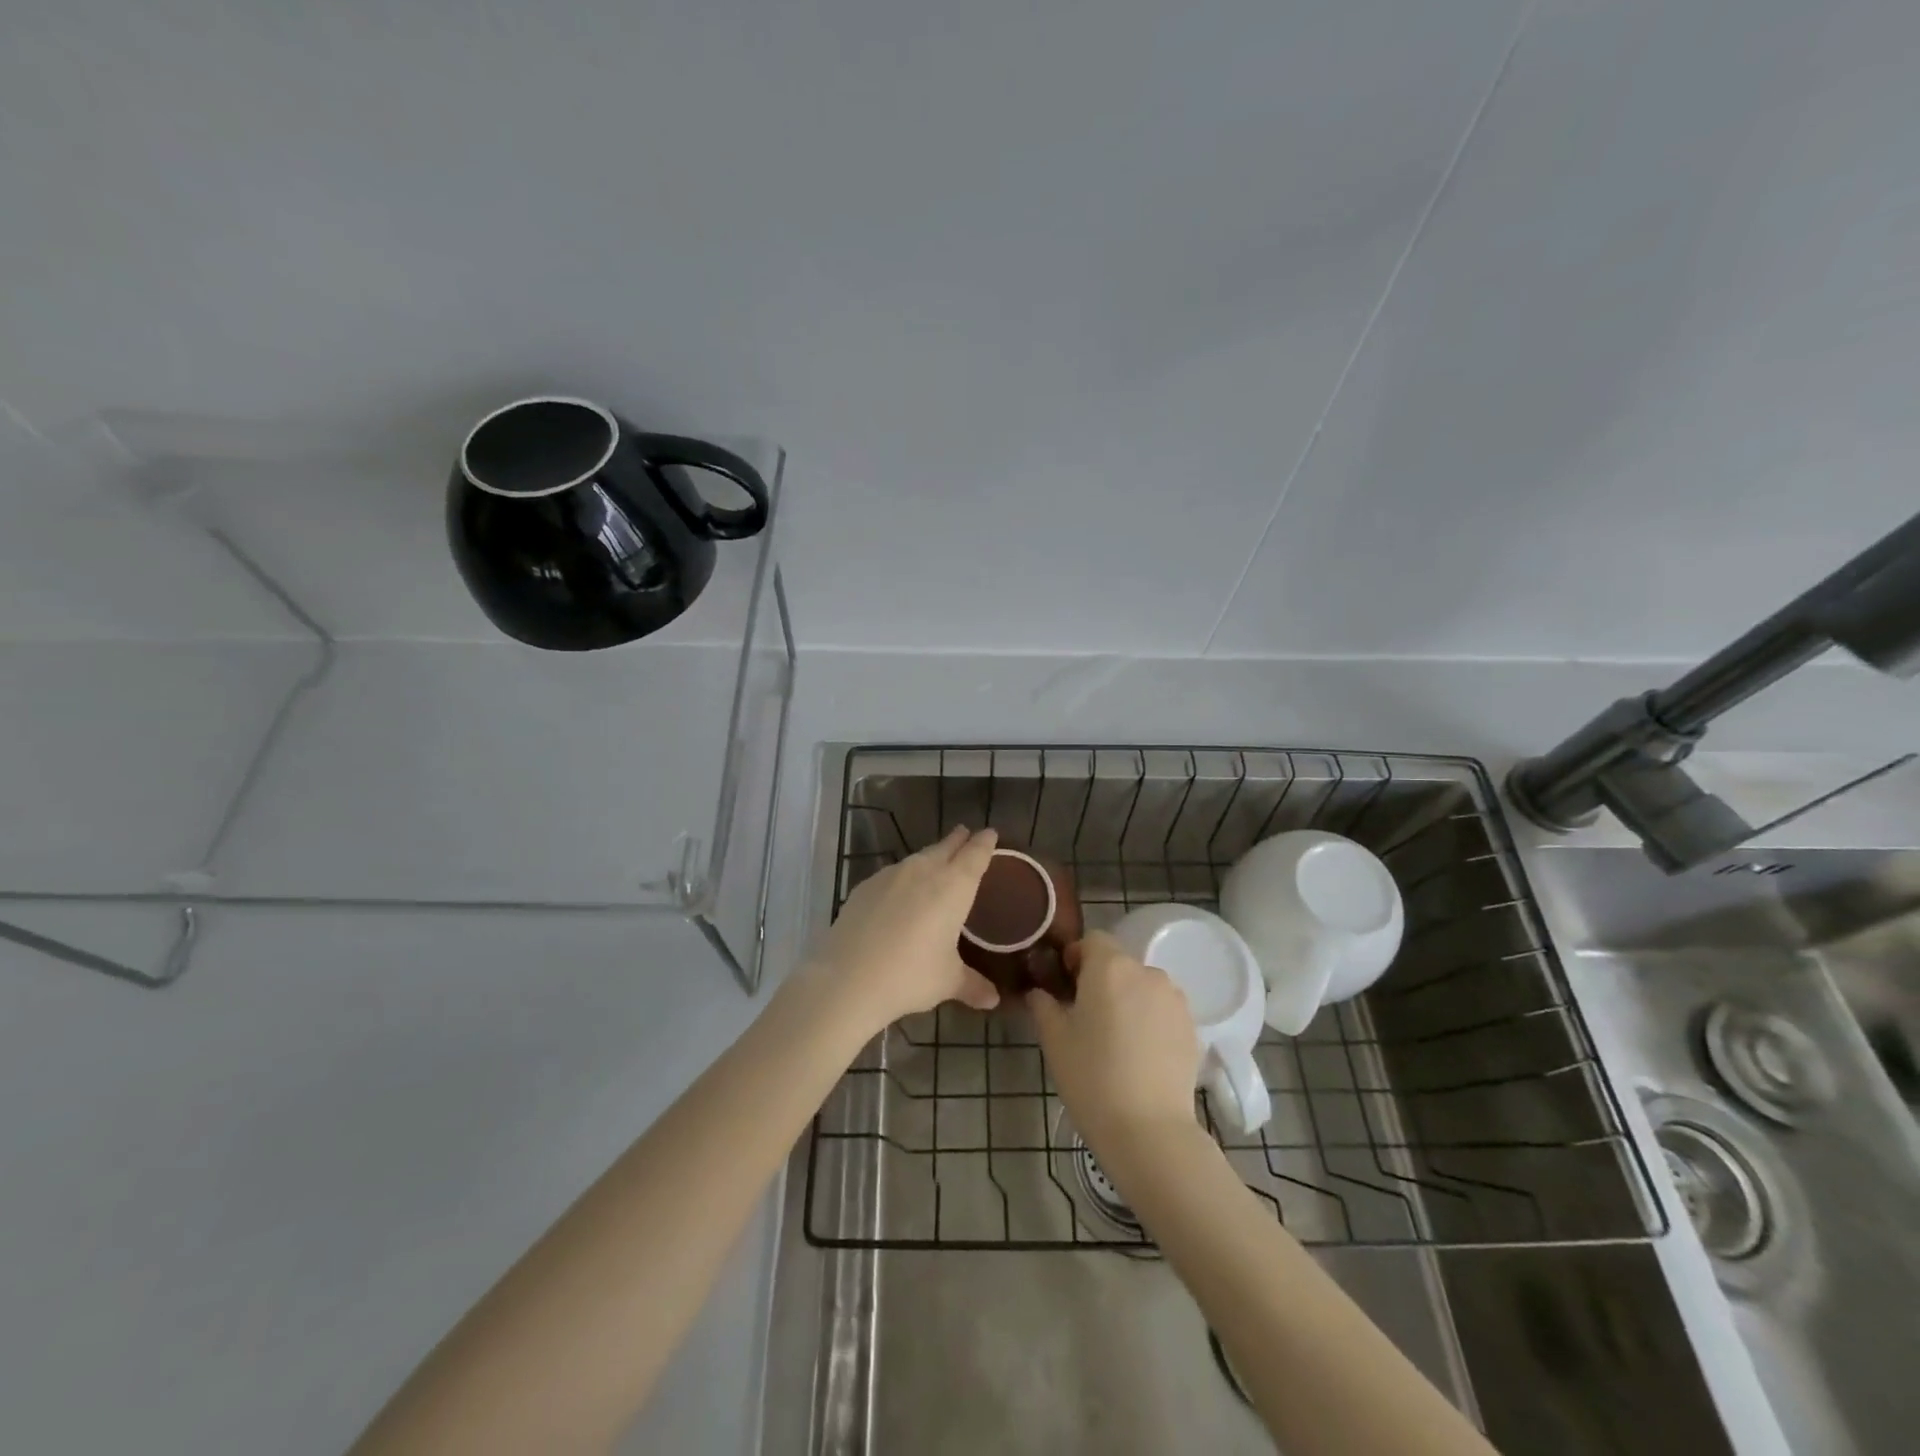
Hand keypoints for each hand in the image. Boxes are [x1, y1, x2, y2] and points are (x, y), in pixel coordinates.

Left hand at [801, 826, 1002, 1035]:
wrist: (848, 978)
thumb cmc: (910, 976)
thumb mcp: (947, 982)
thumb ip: (973, 985)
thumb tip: (993, 999)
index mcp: (953, 886)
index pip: (975, 854)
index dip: (985, 843)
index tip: (990, 833)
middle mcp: (924, 870)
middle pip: (946, 847)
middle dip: (958, 840)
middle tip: (966, 834)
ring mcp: (891, 875)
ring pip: (918, 858)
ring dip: (931, 856)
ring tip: (936, 862)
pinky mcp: (865, 886)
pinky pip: (893, 874)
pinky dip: (904, 877)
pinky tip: (900, 893)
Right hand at [1029, 932, 1199, 1148]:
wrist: (1149, 1130)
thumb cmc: (1091, 1077)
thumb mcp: (1053, 1039)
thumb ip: (1043, 1004)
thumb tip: (1040, 992)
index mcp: (1109, 967)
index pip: (1091, 940)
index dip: (1076, 957)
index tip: (1065, 986)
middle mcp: (1146, 972)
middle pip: (1118, 963)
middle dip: (1101, 980)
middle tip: (1085, 1016)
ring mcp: (1174, 999)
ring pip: (1142, 986)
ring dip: (1128, 999)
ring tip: (1115, 1038)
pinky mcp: (1191, 1026)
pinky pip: (1162, 1009)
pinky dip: (1149, 1020)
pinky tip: (1139, 1054)